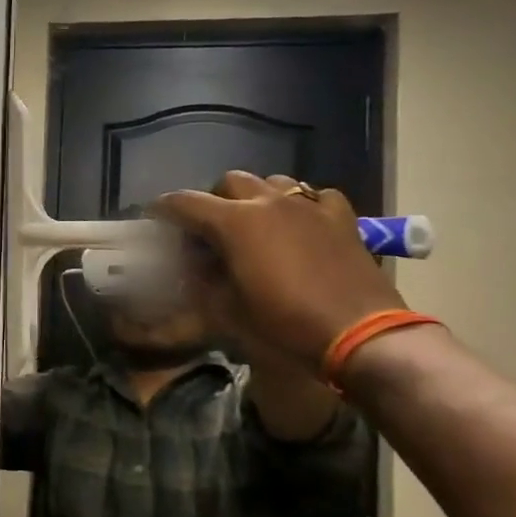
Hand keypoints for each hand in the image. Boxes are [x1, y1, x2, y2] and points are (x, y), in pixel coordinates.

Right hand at [154, 172, 404, 371]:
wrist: (360, 335)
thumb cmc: (284, 326)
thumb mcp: (227, 311)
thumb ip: (202, 281)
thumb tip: (191, 266)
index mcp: (234, 223)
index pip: (185, 203)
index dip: (164, 208)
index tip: (155, 217)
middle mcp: (268, 202)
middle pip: (229, 182)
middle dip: (213, 199)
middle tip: (210, 227)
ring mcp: (309, 206)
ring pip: (273, 181)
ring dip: (256, 196)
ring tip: (255, 222)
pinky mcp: (341, 218)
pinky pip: (314, 196)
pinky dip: (301, 206)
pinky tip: (301, 225)